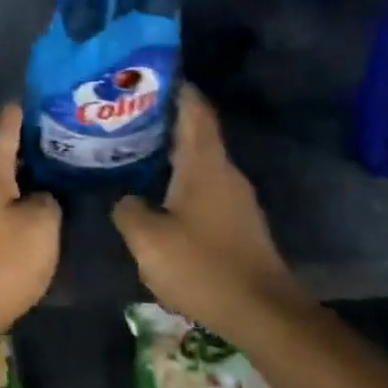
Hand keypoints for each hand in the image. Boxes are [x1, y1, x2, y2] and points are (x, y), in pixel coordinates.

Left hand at [0, 104, 59, 346]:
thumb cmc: (0, 264)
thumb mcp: (42, 229)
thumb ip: (47, 201)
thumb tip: (39, 195)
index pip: (3, 126)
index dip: (21, 112)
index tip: (38, 102)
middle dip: (22, 146)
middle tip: (54, 142)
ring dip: (13, 174)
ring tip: (44, 175)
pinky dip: (3, 197)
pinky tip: (22, 209)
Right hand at [113, 87, 303, 337]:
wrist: (263, 314)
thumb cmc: (203, 266)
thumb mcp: (148, 240)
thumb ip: (128, 211)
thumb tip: (124, 198)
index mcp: (204, 163)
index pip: (194, 108)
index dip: (176, 86)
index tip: (151, 73)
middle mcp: (224, 171)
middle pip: (196, 130)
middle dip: (165, 118)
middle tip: (129, 112)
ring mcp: (236, 197)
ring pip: (201, 159)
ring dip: (173, 149)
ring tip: (138, 147)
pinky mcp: (239, 222)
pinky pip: (206, 184)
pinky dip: (183, 177)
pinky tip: (160, 190)